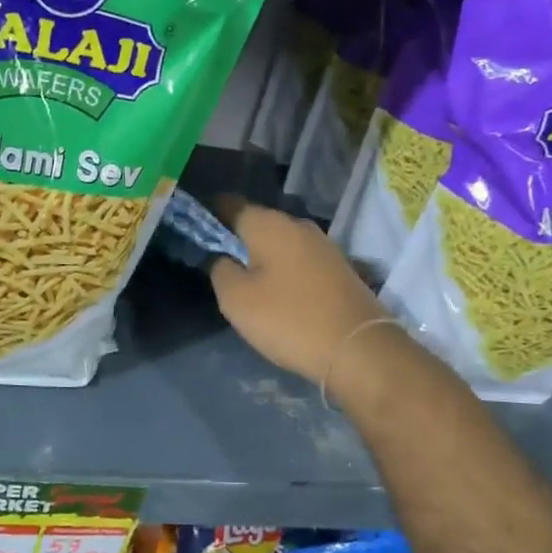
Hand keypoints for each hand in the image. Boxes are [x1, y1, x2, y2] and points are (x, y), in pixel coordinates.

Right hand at [208, 197, 393, 386]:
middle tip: (215, 262)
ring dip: (260, 255)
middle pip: (256, 222)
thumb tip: (222, 257)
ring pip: (279, 242)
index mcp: (269, 223)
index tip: (192, 232)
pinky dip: (282, 269)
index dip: (207, 214)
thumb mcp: (237, 299)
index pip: (228, 204)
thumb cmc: (289, 319)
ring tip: (244, 280)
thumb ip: (220, 269)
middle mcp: (298, 225)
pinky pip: (298, 259)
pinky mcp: (338, 267)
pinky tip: (276, 291)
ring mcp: (323, 245)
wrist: (359, 348)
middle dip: (234, 237)